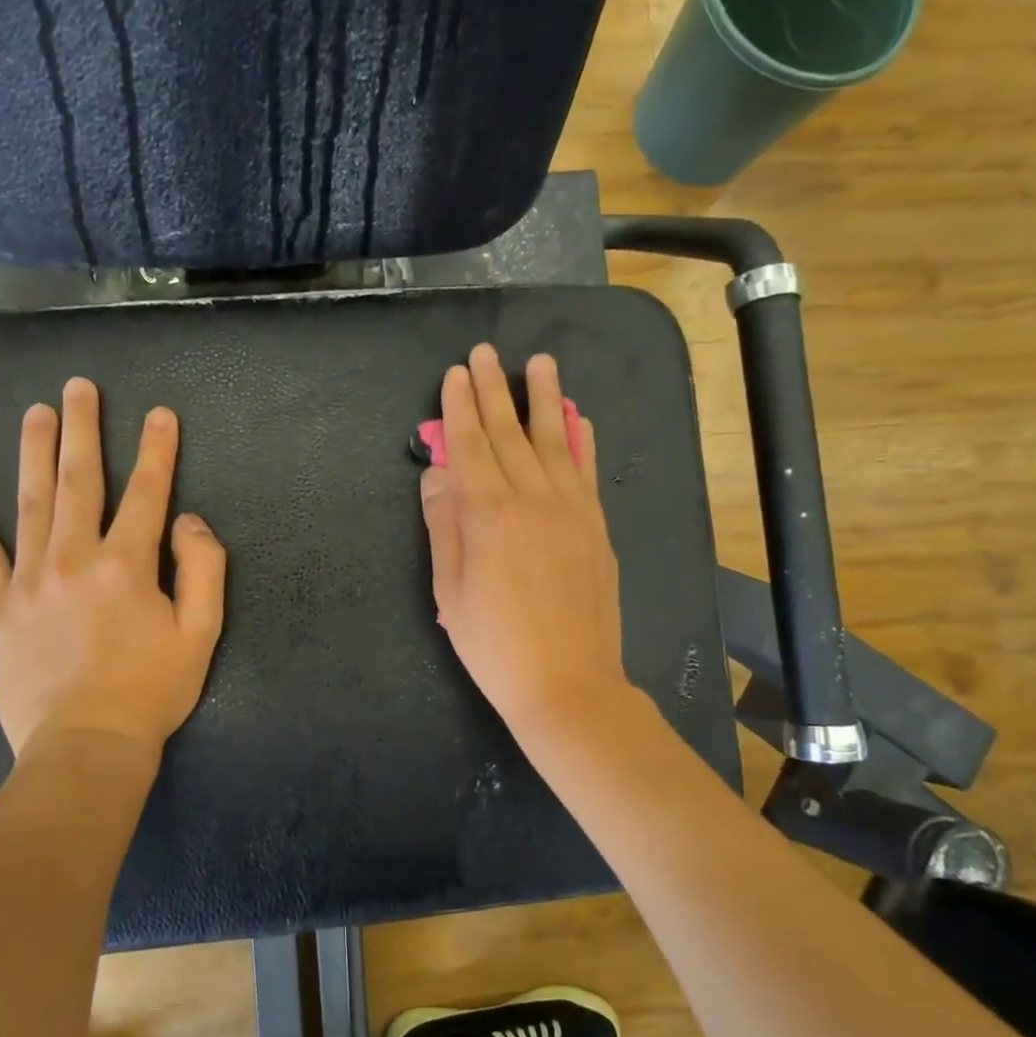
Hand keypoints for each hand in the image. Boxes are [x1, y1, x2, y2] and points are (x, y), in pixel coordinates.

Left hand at [0, 378, 226, 757]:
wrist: (86, 746)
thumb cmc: (151, 691)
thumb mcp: (202, 633)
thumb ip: (203, 569)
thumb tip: (186, 522)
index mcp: (128, 564)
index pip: (146, 493)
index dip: (157, 451)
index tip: (159, 414)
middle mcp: (75, 558)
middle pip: (79, 481)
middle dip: (82, 430)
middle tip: (78, 388)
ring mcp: (30, 581)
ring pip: (30, 504)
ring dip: (33, 453)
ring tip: (35, 414)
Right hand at [419, 344, 629, 738]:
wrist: (568, 684)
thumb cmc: (495, 645)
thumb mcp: (451, 591)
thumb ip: (444, 526)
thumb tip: (438, 474)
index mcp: (490, 514)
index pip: (470, 446)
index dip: (459, 407)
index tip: (456, 374)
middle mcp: (534, 499)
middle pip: (510, 433)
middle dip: (494, 390)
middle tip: (486, 352)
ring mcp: (573, 510)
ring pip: (556, 441)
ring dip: (545, 399)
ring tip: (540, 362)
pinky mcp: (597, 528)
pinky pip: (588, 471)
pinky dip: (583, 440)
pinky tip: (579, 418)